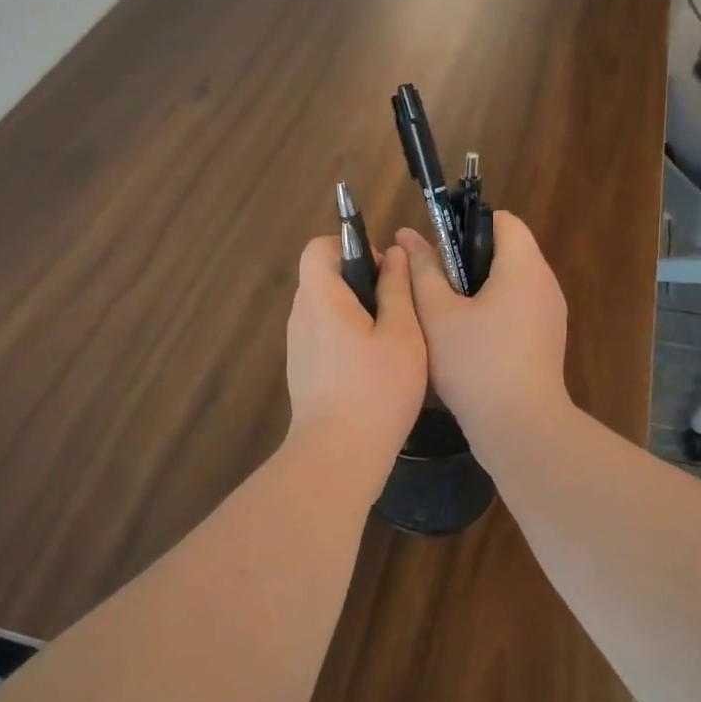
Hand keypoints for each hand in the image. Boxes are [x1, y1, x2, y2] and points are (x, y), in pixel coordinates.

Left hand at [285, 238, 427, 463]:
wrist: (339, 454)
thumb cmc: (376, 388)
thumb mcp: (402, 333)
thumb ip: (396, 288)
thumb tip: (394, 254)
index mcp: (321, 297)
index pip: (320, 248)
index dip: (351, 247)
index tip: (383, 272)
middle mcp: (301, 315)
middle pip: (324, 277)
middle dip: (361, 282)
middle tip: (398, 309)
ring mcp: (298, 345)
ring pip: (327, 309)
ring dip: (358, 312)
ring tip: (392, 340)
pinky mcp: (303, 370)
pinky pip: (325, 336)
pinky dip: (348, 337)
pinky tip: (375, 367)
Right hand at [396, 213, 571, 456]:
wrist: (520, 427)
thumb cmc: (475, 363)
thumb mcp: (437, 314)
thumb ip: (422, 270)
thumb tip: (408, 236)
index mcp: (523, 266)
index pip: (502, 220)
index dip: (466, 225)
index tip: (437, 250)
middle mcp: (545, 282)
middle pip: (507, 250)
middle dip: (467, 258)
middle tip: (432, 283)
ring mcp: (550, 313)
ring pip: (511, 282)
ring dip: (478, 287)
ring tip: (443, 312)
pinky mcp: (547, 340)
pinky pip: (518, 308)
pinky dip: (493, 310)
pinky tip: (466, 339)